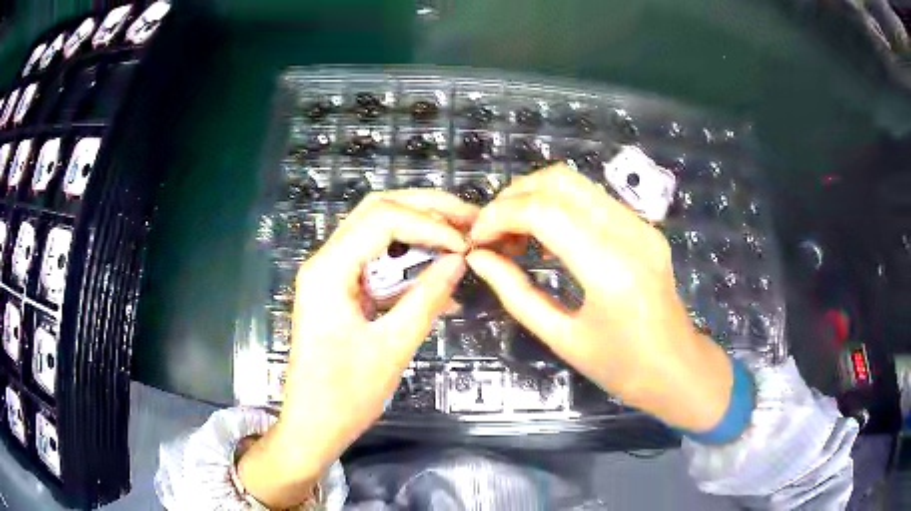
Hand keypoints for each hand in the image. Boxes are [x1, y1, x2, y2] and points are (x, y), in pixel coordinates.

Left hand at [239, 190, 476, 508]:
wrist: (312, 425)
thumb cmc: (345, 396)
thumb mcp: (392, 348)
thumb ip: (426, 299)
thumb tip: (460, 260)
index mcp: (329, 270)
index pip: (382, 219)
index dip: (429, 223)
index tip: (466, 245)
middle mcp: (325, 261)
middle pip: (377, 211)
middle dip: (426, 209)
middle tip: (469, 219)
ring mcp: (331, 274)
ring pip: (378, 231)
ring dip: (420, 230)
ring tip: (461, 238)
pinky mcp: (340, 290)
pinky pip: (377, 261)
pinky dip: (410, 261)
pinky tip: (440, 277)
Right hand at [467, 165, 732, 431]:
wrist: (676, 368)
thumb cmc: (620, 367)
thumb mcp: (561, 338)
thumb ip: (516, 293)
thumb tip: (479, 259)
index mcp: (610, 269)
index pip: (544, 212)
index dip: (500, 216)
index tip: (477, 238)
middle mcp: (629, 233)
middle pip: (560, 181)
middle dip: (515, 196)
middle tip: (493, 230)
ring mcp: (641, 225)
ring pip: (577, 183)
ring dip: (536, 197)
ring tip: (514, 233)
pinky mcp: (644, 227)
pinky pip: (593, 199)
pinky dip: (559, 206)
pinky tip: (546, 236)